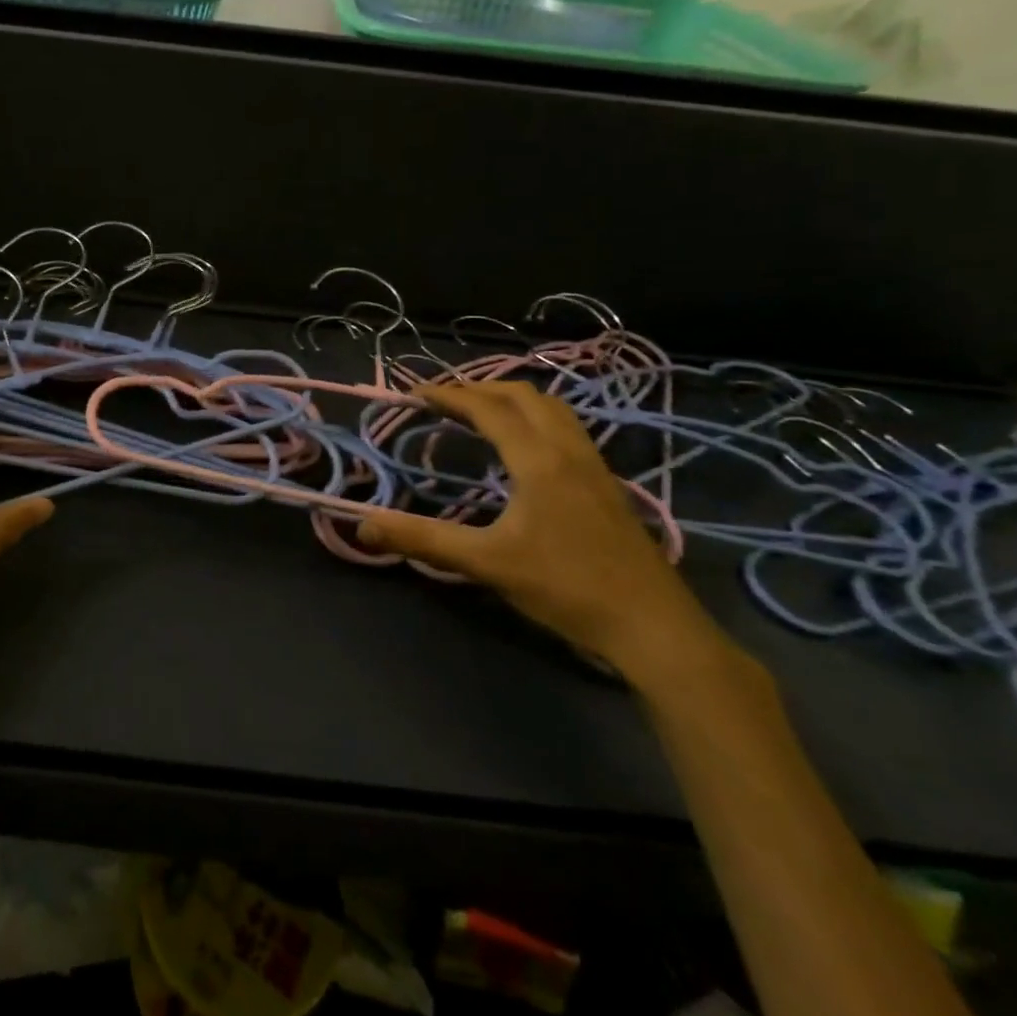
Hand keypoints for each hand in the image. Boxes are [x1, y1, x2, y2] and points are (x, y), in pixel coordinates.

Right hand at [358, 381, 732, 688]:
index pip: (488, 408)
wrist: (652, 627)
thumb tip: (363, 525)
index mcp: (538, 461)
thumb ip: (423, 539)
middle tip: (443, 400)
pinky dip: (535, 419)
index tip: (414, 392)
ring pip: (552, 409)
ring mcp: (594, 466)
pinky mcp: (607, 485)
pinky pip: (567, 429)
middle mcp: (568, 450)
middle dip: (479, 389)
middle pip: (523, 396)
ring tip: (480, 413)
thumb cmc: (566, 588)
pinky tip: (524, 449)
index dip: (448, 395)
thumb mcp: (487, 563)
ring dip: (512, 400)